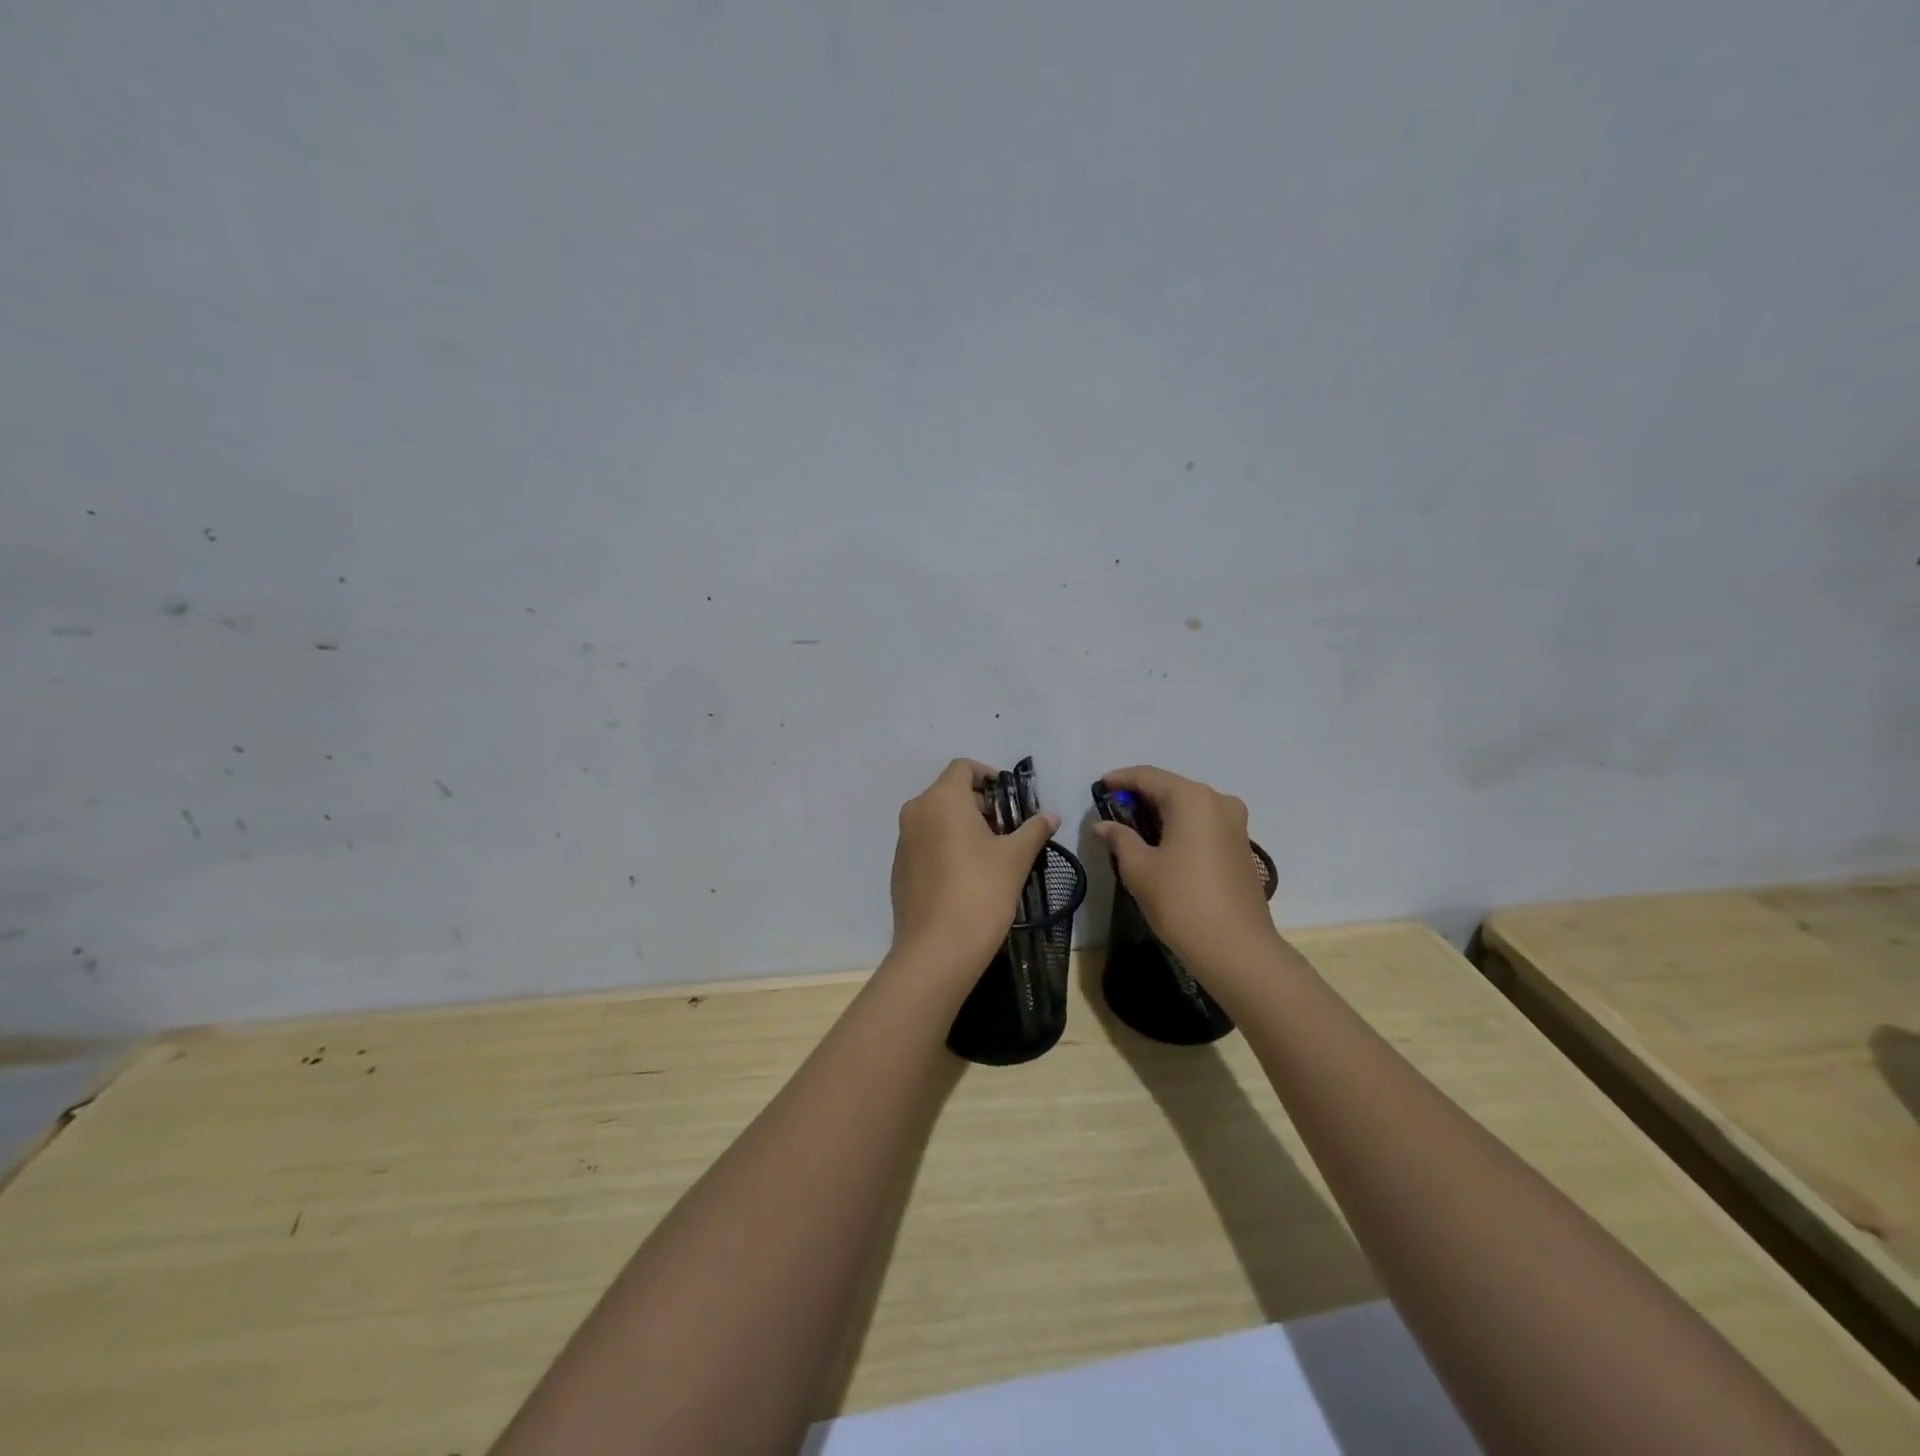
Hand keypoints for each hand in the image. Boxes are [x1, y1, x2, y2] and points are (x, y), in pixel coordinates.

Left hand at [889, 759, 1060, 980]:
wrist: (937, 949)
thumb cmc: (981, 891)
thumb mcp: (1016, 857)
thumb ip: (1033, 829)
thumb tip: (1050, 815)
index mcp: (942, 799)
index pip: (963, 767)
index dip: (988, 775)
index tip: (1010, 798)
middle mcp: (916, 812)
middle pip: (949, 792)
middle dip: (980, 804)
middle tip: (1008, 829)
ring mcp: (903, 841)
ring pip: (936, 818)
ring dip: (963, 826)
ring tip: (991, 854)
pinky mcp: (899, 868)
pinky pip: (925, 843)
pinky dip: (946, 846)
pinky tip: (967, 876)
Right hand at [1093, 765, 1279, 972]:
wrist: (1236, 948)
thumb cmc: (1181, 901)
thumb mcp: (1139, 868)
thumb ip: (1119, 838)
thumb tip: (1103, 825)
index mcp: (1191, 798)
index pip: (1148, 777)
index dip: (1121, 779)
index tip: (1099, 786)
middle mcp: (1218, 801)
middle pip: (1171, 788)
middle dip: (1141, 795)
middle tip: (1113, 809)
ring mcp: (1235, 824)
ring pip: (1189, 806)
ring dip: (1161, 812)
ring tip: (1134, 827)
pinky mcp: (1241, 846)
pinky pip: (1204, 824)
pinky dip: (1180, 826)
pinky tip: (1162, 843)